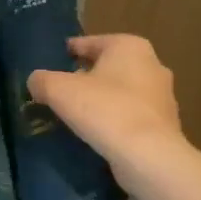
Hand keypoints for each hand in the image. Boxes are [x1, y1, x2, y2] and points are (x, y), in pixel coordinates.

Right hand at [27, 34, 184, 182]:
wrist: (149, 157)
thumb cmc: (105, 110)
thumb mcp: (59, 90)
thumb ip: (42, 80)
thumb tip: (36, 82)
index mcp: (129, 46)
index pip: (90, 42)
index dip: (68, 51)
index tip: (52, 63)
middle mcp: (152, 64)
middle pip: (107, 67)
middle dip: (85, 77)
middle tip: (61, 92)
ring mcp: (163, 96)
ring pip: (121, 92)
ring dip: (101, 100)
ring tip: (76, 116)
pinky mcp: (165, 125)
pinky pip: (131, 116)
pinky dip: (115, 121)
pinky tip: (98, 134)